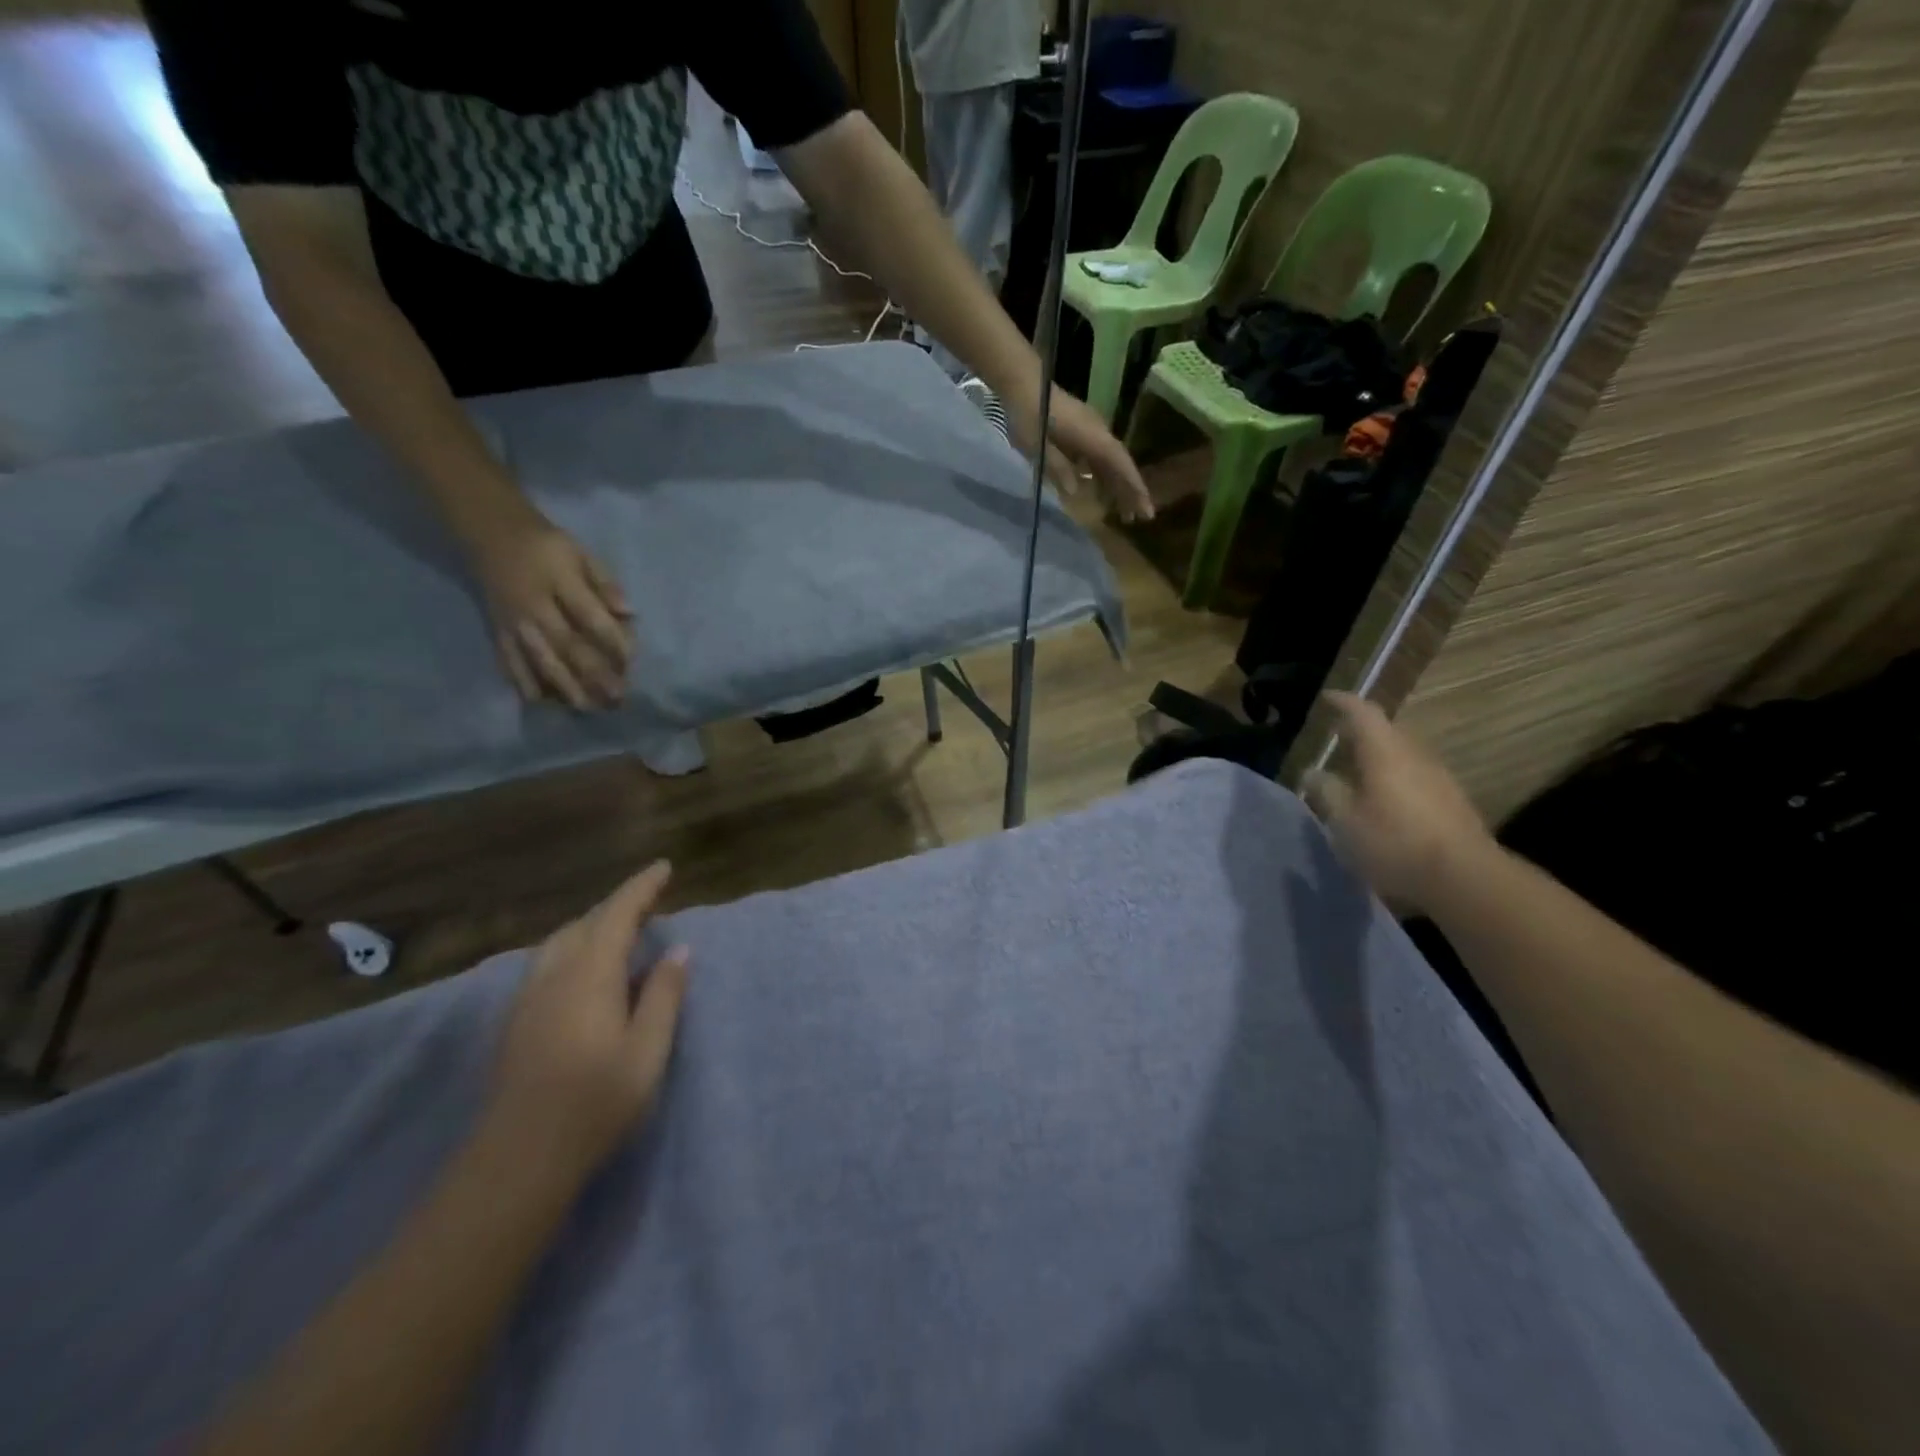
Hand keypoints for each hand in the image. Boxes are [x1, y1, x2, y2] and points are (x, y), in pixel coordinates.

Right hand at [470, 513, 634, 710]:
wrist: (489, 532)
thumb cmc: (546, 544)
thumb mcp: (580, 553)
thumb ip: (605, 583)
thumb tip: (629, 613)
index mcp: (557, 581)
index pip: (590, 616)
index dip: (613, 640)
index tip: (632, 661)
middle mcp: (533, 605)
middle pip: (565, 645)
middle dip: (593, 674)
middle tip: (617, 698)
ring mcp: (512, 621)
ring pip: (539, 659)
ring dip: (565, 687)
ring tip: (588, 708)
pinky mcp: (497, 631)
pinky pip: (509, 661)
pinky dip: (524, 683)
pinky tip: (542, 703)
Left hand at [485, 861, 690, 1178]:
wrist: (519, 1158)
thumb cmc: (595, 1101)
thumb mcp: (647, 1050)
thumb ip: (663, 995)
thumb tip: (678, 951)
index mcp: (589, 975)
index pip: (617, 914)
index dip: (641, 888)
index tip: (663, 867)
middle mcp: (554, 976)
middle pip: (584, 923)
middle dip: (616, 906)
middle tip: (648, 903)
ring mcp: (528, 999)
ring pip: (560, 943)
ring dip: (591, 927)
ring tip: (618, 933)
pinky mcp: (516, 1022)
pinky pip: (547, 964)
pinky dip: (573, 949)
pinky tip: (584, 973)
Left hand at [1007, 386, 1155, 523]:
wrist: (1023, 382)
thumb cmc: (1029, 414)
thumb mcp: (1037, 446)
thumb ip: (1058, 468)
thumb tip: (1075, 492)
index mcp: (1091, 435)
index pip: (1119, 464)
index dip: (1133, 487)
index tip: (1145, 508)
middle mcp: (1098, 432)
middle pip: (1120, 465)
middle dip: (1131, 491)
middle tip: (1140, 519)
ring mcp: (1092, 430)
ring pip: (1111, 462)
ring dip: (1118, 486)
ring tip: (1124, 512)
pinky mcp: (1083, 430)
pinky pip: (1099, 457)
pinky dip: (1105, 475)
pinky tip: (1102, 491)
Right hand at [1303, 692, 1494, 912]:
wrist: (1465, 879)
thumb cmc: (1394, 842)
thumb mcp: (1345, 821)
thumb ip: (1326, 792)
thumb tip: (1312, 772)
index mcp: (1385, 753)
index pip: (1363, 713)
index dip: (1344, 703)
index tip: (1327, 698)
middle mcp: (1415, 756)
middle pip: (1388, 732)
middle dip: (1362, 730)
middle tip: (1339, 735)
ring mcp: (1439, 778)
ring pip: (1404, 754)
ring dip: (1380, 755)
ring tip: (1358, 768)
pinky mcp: (1452, 803)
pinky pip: (1416, 775)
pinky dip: (1395, 776)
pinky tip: (1385, 798)